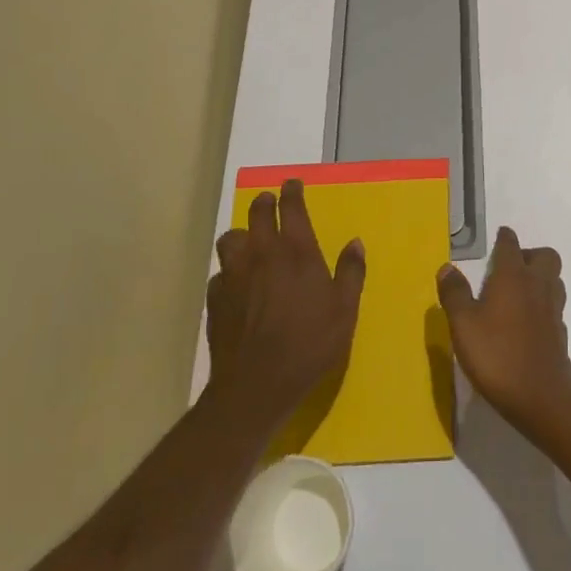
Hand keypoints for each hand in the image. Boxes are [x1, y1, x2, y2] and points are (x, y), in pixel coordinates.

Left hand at [206, 179, 365, 433]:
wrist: (255, 386)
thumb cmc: (308, 345)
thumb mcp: (344, 311)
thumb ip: (351, 273)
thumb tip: (355, 242)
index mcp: (297, 251)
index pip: (292, 207)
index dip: (292, 191)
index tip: (292, 184)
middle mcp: (262, 253)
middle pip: (257, 214)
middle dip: (264, 203)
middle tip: (270, 202)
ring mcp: (235, 274)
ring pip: (231, 239)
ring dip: (241, 235)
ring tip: (248, 241)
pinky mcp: (216, 298)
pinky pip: (219, 273)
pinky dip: (228, 271)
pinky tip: (236, 283)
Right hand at [437, 226, 570, 432]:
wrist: (541, 395)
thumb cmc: (497, 354)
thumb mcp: (463, 324)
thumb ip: (454, 294)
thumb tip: (446, 267)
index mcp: (513, 276)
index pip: (511, 245)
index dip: (504, 238)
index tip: (500, 236)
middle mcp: (537, 284)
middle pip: (544, 255)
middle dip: (529, 255)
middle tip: (510, 268)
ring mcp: (552, 308)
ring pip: (554, 279)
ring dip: (540, 277)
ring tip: (519, 291)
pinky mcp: (560, 331)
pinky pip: (554, 306)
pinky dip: (543, 305)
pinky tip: (528, 321)